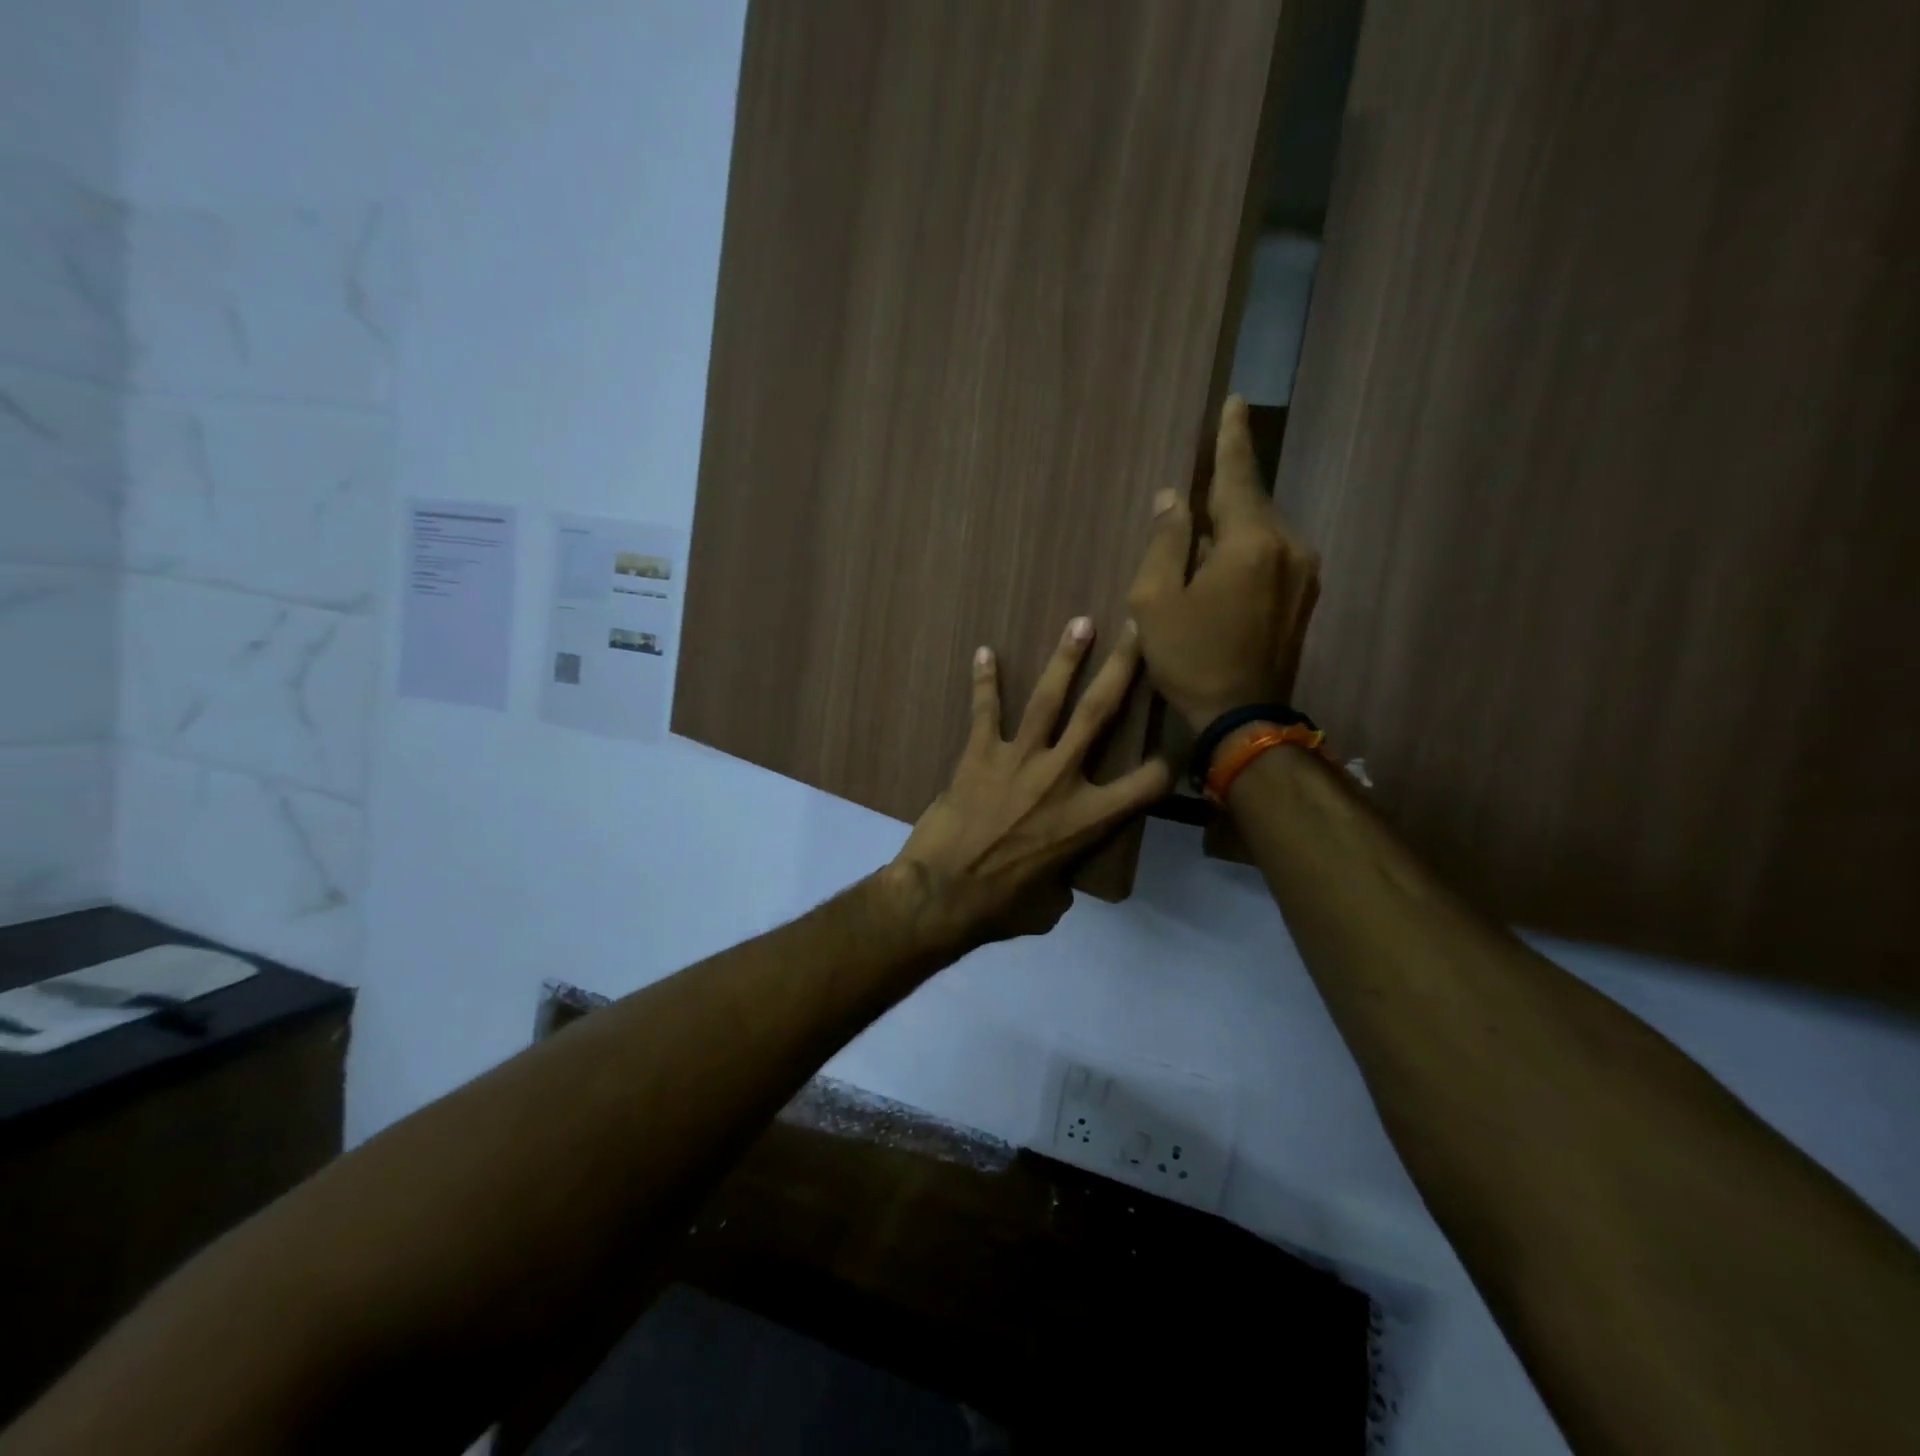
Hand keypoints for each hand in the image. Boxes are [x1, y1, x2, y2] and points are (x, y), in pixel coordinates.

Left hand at [885, 617, 1171, 948]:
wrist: (942, 895)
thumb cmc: (1000, 907)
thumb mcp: (1050, 904)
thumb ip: (1064, 880)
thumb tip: (1058, 879)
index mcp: (1089, 819)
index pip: (1148, 783)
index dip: (1169, 764)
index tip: (1175, 747)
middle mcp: (1061, 778)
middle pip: (1100, 713)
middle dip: (1122, 669)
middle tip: (1134, 631)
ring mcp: (1019, 760)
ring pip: (1049, 699)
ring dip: (1065, 659)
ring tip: (1080, 623)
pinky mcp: (978, 755)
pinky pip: (985, 711)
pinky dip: (984, 682)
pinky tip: (984, 653)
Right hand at [1127, 395, 1320, 731]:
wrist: (1244, 718)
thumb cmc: (1190, 659)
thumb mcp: (1154, 601)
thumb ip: (1164, 542)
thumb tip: (1172, 499)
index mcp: (1251, 542)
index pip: (1239, 474)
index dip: (1232, 437)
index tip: (1235, 402)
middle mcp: (1289, 546)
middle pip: (1252, 502)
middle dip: (1225, 491)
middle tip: (1200, 484)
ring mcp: (1305, 573)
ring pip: (1263, 530)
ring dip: (1233, 527)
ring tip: (1202, 542)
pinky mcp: (1306, 596)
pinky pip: (1273, 555)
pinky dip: (1247, 550)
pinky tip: (1223, 569)